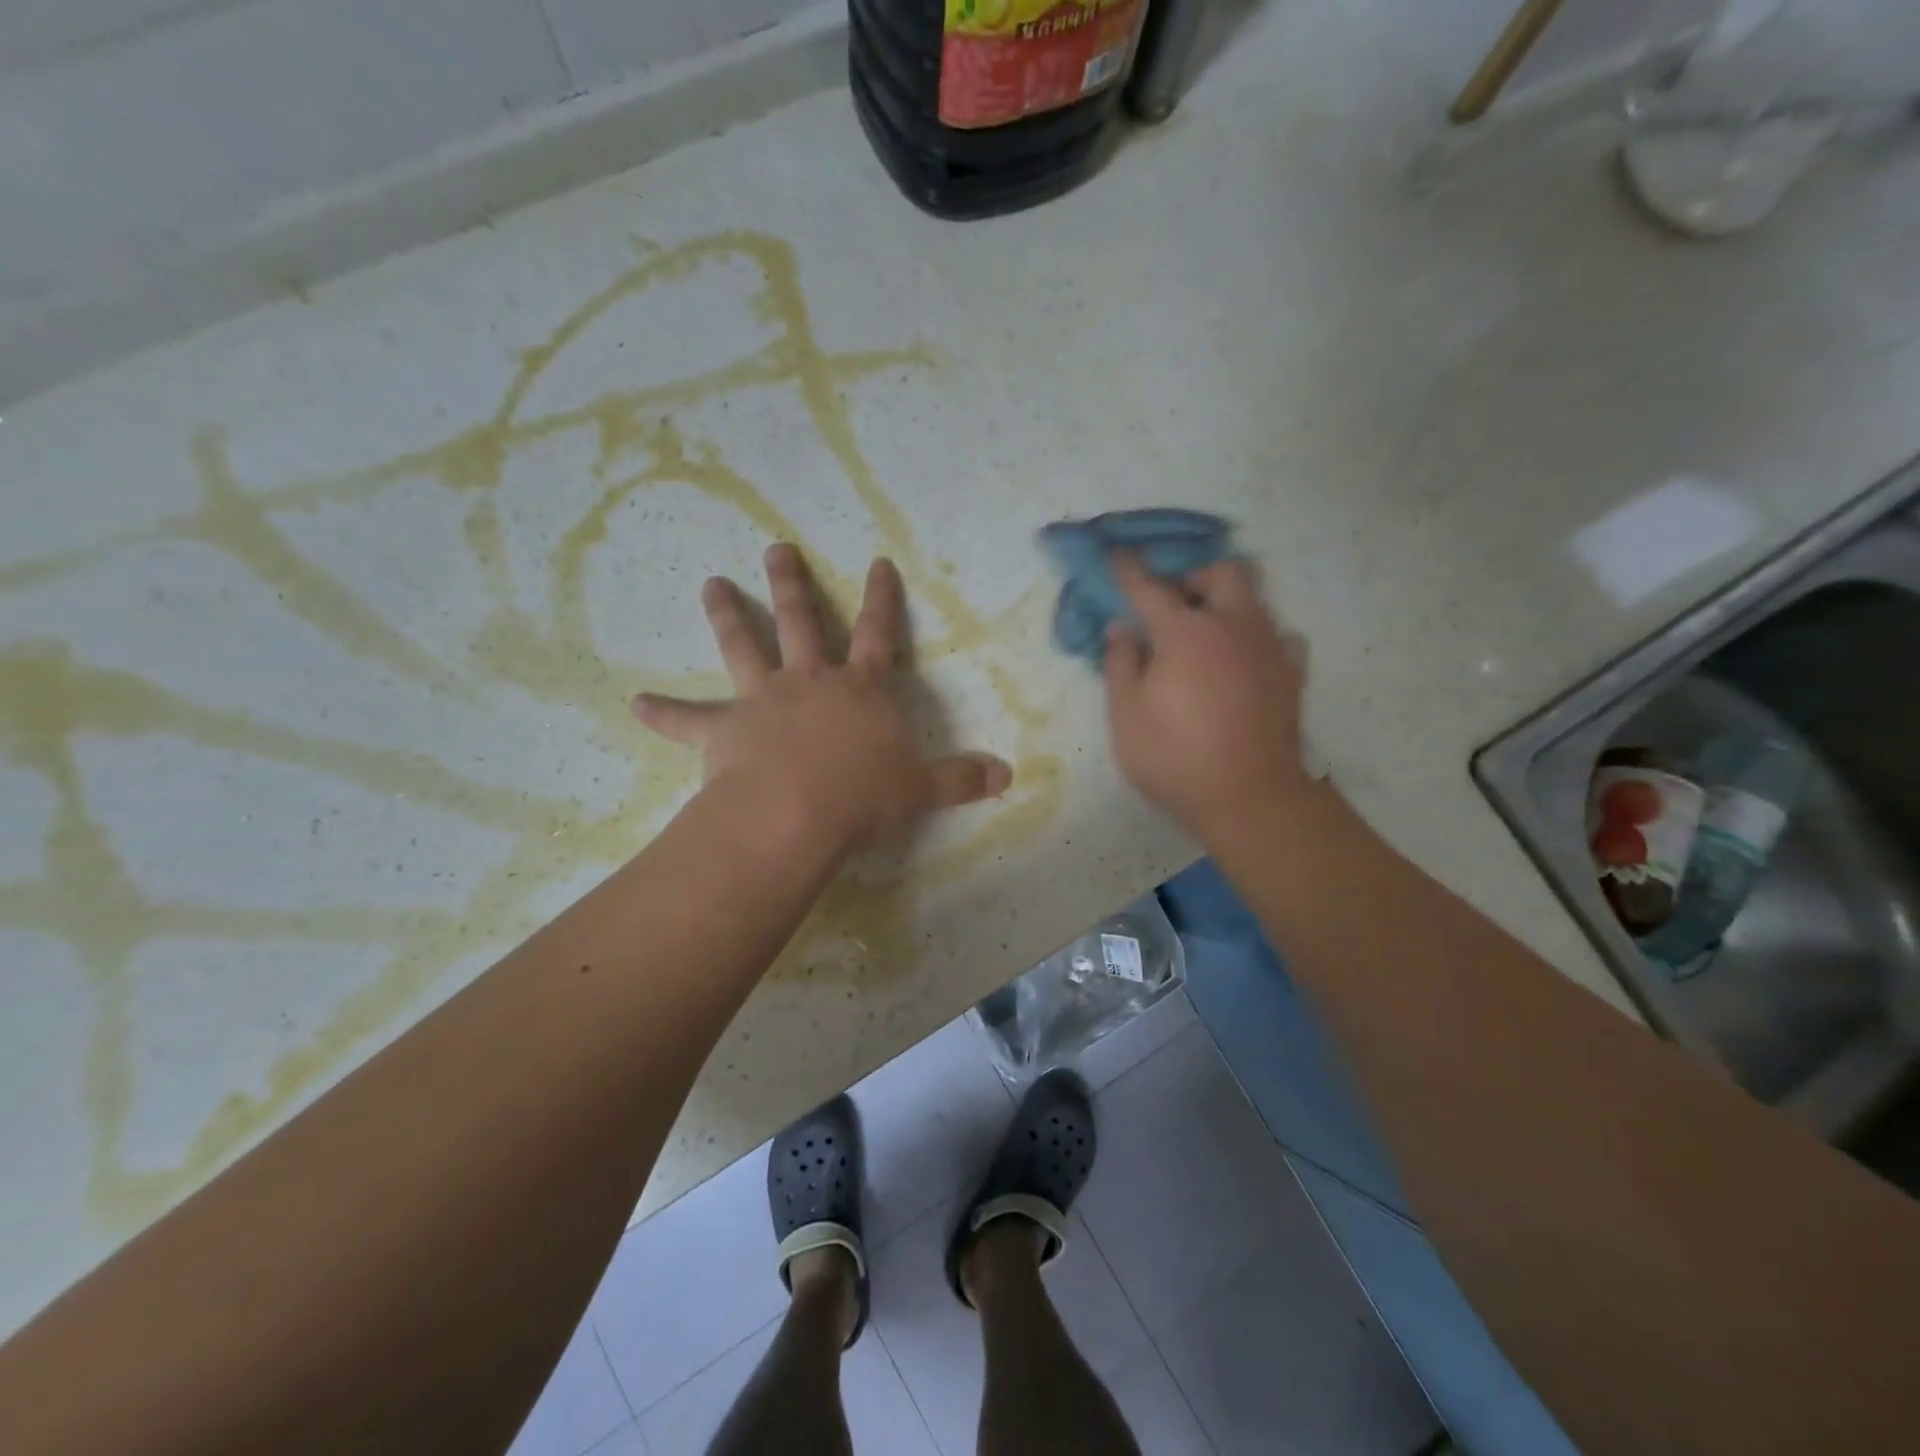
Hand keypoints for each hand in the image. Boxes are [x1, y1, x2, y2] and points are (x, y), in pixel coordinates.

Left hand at [632, 544, 1011, 855]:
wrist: (796, 815)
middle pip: (801, 621)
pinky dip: (661, 712)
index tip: (877, 562)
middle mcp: (810, 682)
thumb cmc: (863, 797)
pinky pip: (686, 719)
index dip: (882, 598)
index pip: (879, 633)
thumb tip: (1007, 775)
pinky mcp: (723, 730)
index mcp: (860, 690)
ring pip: (742, 647)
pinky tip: (633, 703)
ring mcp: (763, 701)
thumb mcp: (920, 789)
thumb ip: (961, 779)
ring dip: (727, 615)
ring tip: (709, 584)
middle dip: (792, 583)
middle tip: (775, 547)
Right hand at [1103, 553, 1312, 841]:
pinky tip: (1242, 663)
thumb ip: (1120, 664)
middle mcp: (1233, 627)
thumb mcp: (1126, 715)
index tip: (1116, 555)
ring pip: (1256, 600)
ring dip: (1228, 604)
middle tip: (1175, 603)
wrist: (1249, 799)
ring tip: (1207, 636)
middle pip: (1225, 572)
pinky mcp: (1292, 675)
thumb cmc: (1175, 757)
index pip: (1150, 588)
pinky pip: (1280, 637)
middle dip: (1197, 576)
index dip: (1129, 570)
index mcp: (1186, 633)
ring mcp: (1270, 649)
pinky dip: (1258, 639)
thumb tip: (1122, 628)